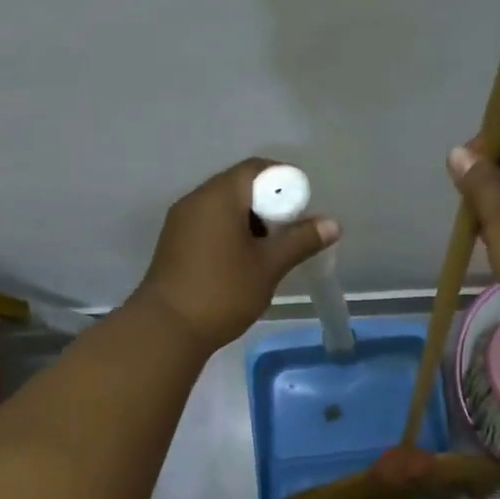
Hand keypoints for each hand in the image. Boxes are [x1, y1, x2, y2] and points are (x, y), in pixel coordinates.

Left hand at [134, 157, 338, 352]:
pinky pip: (209, 225)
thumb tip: (332, 223)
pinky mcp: (175, 243)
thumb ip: (300, 240)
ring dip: (250, 222)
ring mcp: (181, 221)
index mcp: (219, 196)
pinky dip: (231, 234)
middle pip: (240, 186)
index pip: (257, 169)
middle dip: (269, 205)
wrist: (167, 329)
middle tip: (289, 235)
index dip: (285, 182)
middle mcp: (196, 199)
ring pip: (224, 208)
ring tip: (268, 253)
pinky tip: (242, 263)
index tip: (302, 210)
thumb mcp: (268, 266)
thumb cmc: (222, 292)